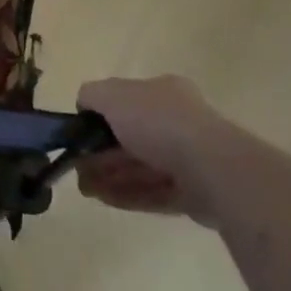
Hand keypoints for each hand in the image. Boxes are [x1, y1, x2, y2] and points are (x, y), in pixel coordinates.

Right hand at [75, 74, 233, 225]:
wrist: (212, 168)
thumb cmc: (158, 122)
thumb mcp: (113, 95)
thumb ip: (92, 95)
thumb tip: (83, 105)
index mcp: (162, 91)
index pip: (126, 101)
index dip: (100, 118)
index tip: (80, 136)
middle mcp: (177, 121)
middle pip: (131, 137)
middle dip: (102, 153)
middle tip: (78, 167)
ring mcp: (189, 159)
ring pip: (141, 167)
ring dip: (111, 176)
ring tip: (85, 188)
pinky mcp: (194, 194)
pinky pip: (155, 192)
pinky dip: (128, 194)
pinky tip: (104, 199)